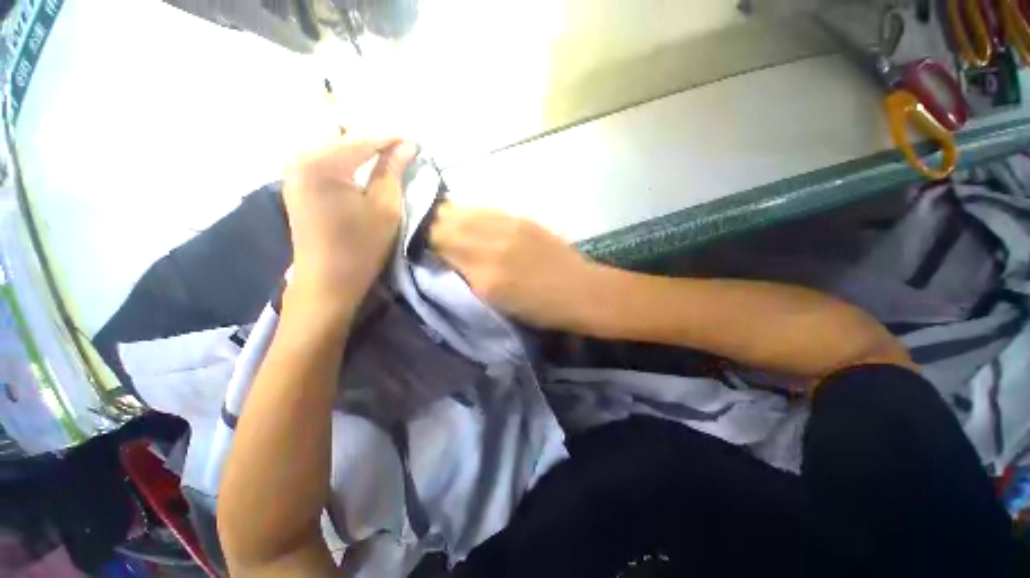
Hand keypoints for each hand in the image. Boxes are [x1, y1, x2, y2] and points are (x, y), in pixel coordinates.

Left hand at [283, 136, 417, 322]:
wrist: (327, 279)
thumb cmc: (362, 246)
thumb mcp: (386, 207)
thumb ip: (393, 171)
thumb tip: (407, 145)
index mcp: (322, 162)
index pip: (363, 139)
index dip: (392, 138)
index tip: (415, 141)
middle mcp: (300, 156)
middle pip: (341, 132)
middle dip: (371, 137)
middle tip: (397, 149)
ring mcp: (293, 168)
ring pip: (330, 141)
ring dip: (358, 145)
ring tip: (384, 156)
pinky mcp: (295, 181)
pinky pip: (322, 156)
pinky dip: (344, 157)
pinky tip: (362, 167)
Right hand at [430, 204, 600, 329]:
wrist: (579, 290)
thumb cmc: (539, 308)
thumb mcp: (494, 302)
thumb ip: (465, 277)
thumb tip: (442, 258)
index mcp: (484, 275)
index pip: (438, 246)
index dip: (420, 241)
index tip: (412, 243)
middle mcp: (492, 244)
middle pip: (446, 223)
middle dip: (427, 224)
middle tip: (419, 229)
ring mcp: (508, 226)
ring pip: (464, 211)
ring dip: (446, 214)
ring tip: (437, 219)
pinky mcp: (521, 218)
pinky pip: (485, 209)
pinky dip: (469, 212)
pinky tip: (466, 217)